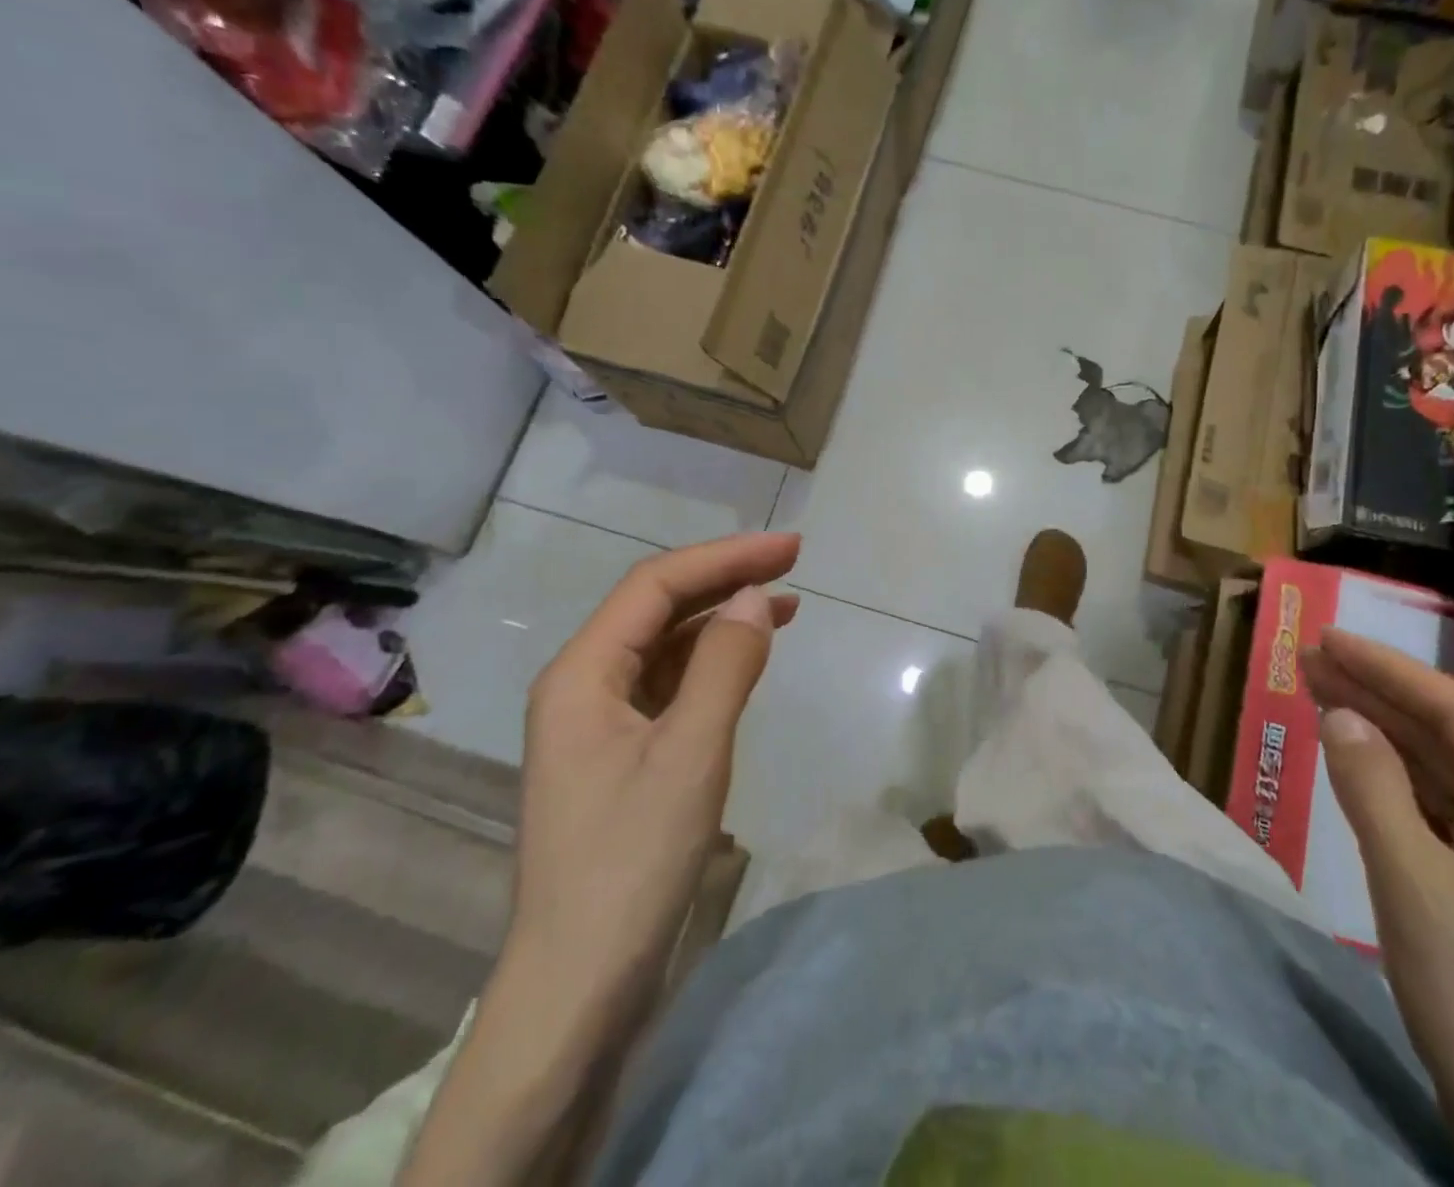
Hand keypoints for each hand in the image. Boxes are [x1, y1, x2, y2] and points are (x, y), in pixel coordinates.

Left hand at [398, 535, 799, 1186]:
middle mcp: (583, 685)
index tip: (791, 549)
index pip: (656, 585)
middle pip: (657, 607)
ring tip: (785, 603)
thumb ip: (724, 665)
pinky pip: (670, 684)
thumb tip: (756, 597)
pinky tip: (748, 659)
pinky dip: (713, 662)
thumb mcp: (691, 754)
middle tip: (793, 562)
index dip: (725, 557)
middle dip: (725, 578)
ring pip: (665, 645)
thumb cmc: (632, 861)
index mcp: (582, 674)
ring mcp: (600, 722)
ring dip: (722, 618)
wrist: (580, 983)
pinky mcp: (622, 754)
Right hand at [1303, 630, 1453, 1186]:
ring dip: (1380, 732)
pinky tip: (1353, 758)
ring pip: (1438, 772)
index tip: (1329, 638)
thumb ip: (1372, 788)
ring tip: (1318, 690)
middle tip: (1310, 657)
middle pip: (1447, 737)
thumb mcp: (1412, 882)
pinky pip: (1434, 810)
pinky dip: (1390, 779)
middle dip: (1377, 694)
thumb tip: (1339, 714)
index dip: (1389, 669)